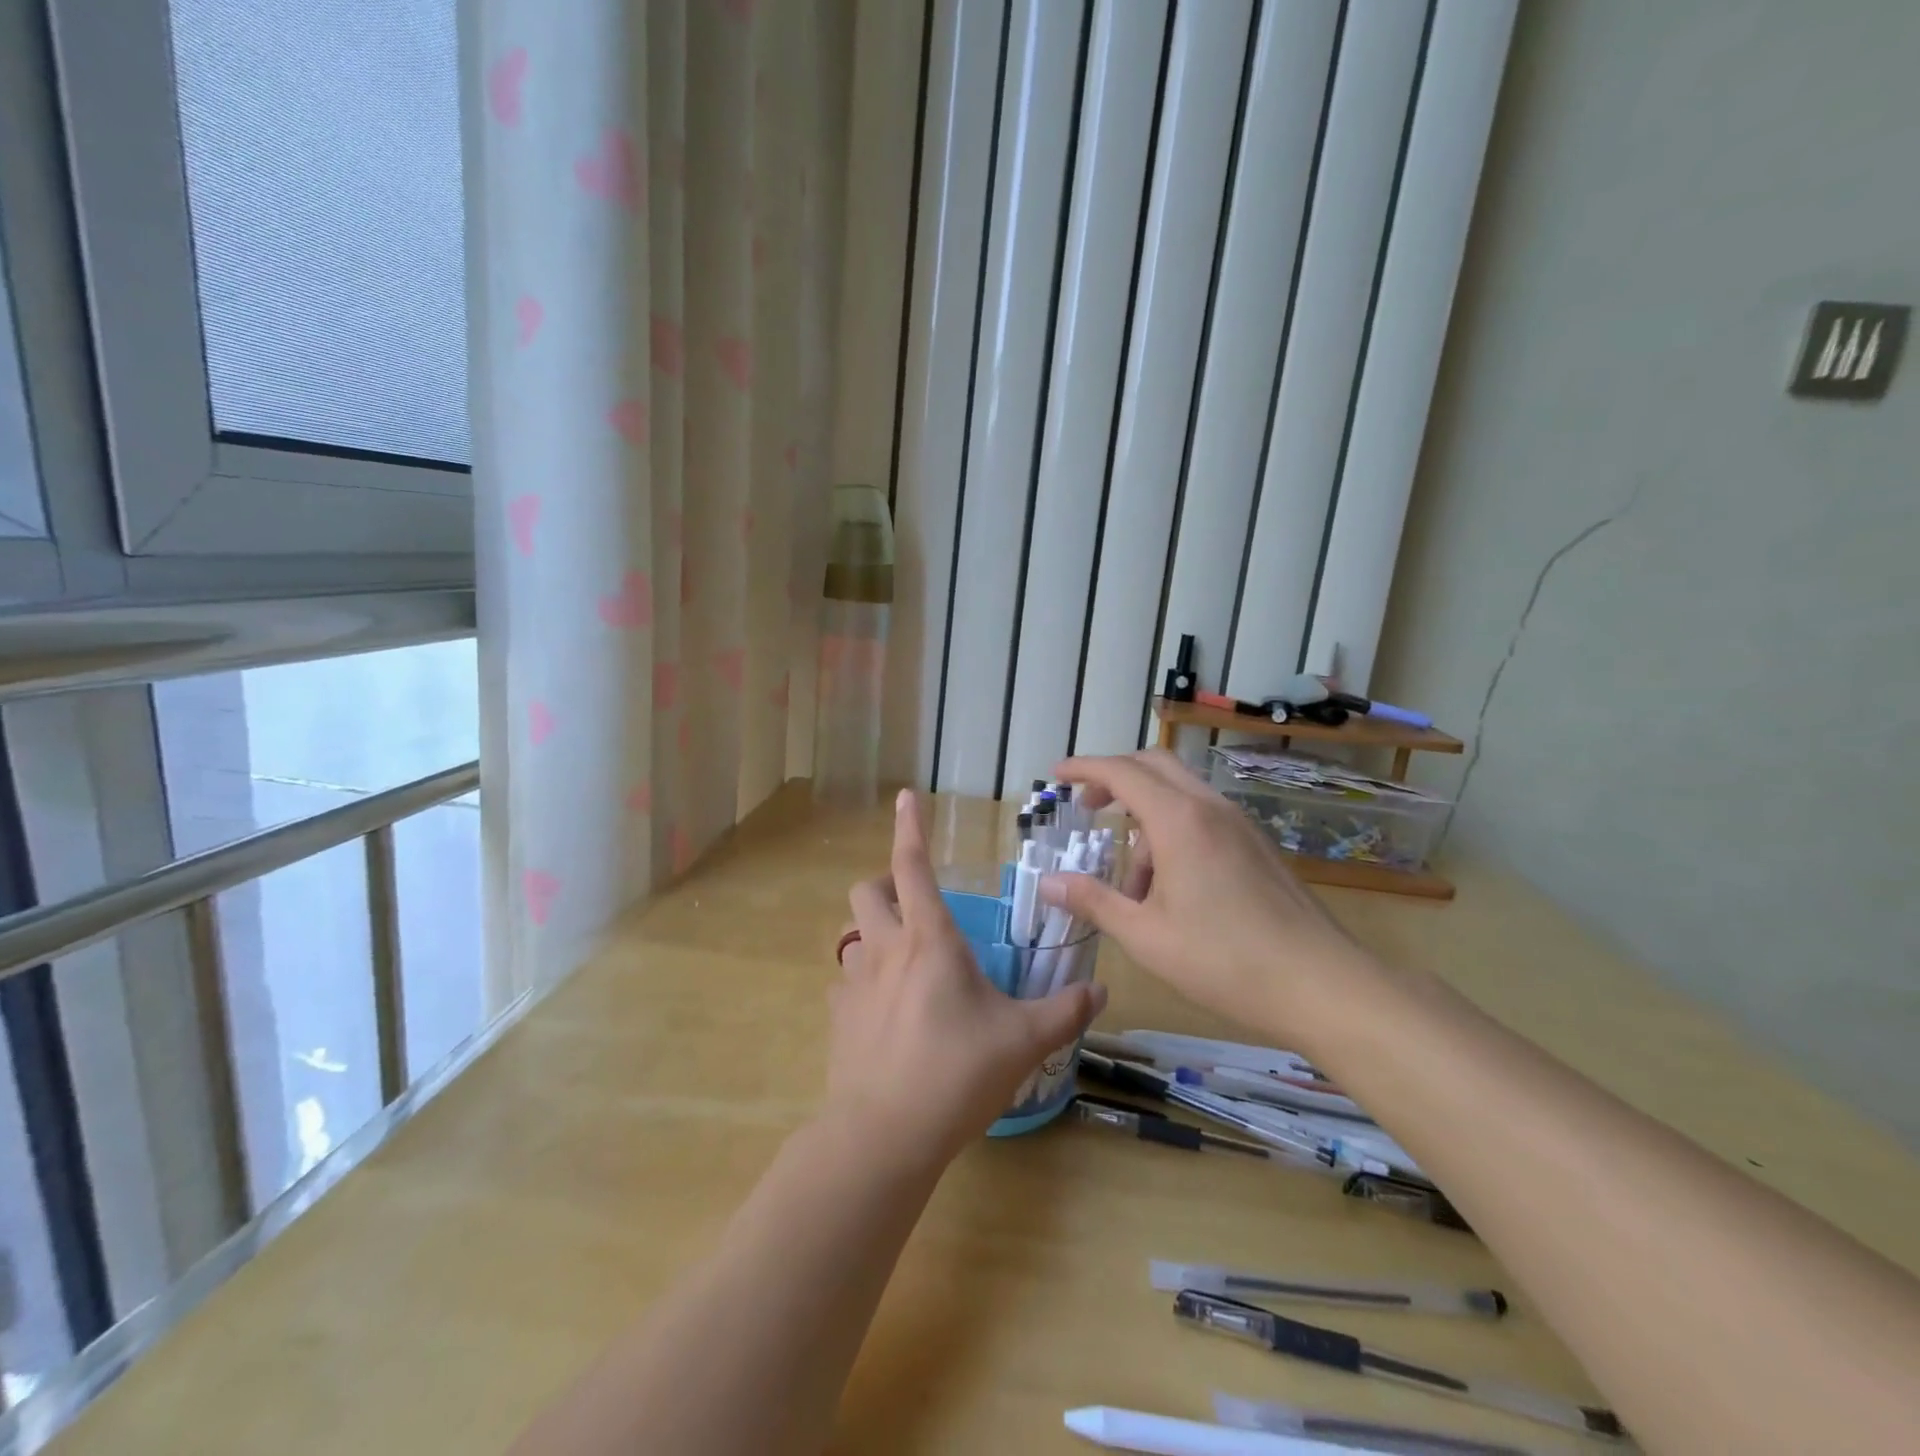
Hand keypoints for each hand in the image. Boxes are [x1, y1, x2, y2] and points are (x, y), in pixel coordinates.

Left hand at [828, 789, 1106, 1168]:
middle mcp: (886, 950)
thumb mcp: (1023, 1041)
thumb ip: (1064, 1011)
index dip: (909, 827)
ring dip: (874, 933)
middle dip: (886, 883)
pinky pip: (845, 984)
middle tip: (915, 901)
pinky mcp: (838, 1019)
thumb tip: (1101, 991)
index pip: (913, 865)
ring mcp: (854, 984)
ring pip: (852, 935)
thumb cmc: (956, 1074)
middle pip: (867, 890)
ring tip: (904, 958)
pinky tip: (885, 1011)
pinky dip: (864, 983)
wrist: (883, 1135)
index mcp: (929, 940)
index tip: (905, 796)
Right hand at [1037, 750, 1370, 1033]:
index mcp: (1179, 820)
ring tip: (1132, 885)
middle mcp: (1210, 808)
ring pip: (1179, 794)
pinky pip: (1202, 817)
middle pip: (1154, 765)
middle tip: (1087, 808)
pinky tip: (1171, 888)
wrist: (1322, 985)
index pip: (1121, 771)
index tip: (1057, 775)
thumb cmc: (1224, 960)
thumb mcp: (1145, 935)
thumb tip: (1048, 882)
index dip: (1084, 768)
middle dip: (1114, 778)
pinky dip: (1173, 832)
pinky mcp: (1256, 845)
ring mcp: (1239, 824)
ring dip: (1145, 818)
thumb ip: (1093, 900)